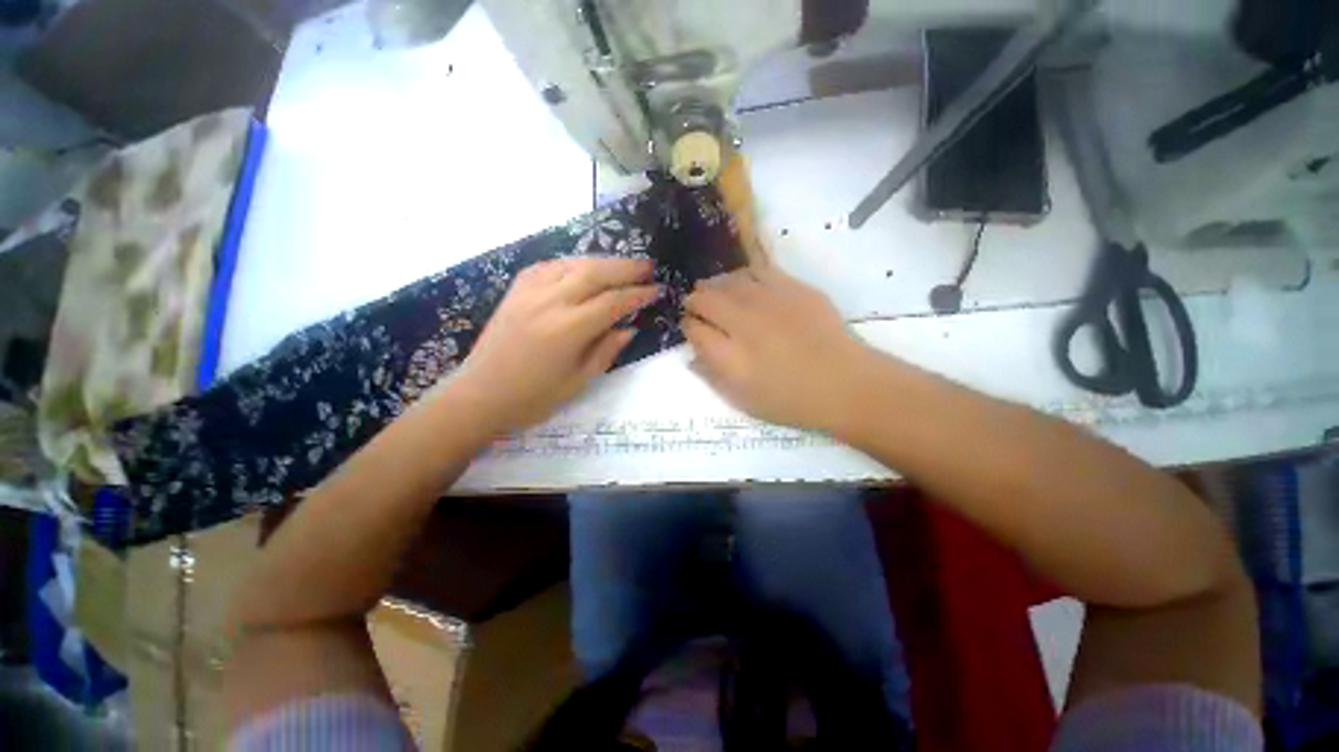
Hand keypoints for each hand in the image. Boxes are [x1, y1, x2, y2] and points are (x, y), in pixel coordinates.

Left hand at [452, 257, 658, 432]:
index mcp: (568, 329)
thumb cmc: (533, 397)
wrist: (480, 395)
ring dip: (602, 262)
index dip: (638, 295)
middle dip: (625, 268)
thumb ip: (606, 350)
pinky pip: (549, 266)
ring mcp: (529, 292)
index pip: (613, 302)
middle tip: (647, 266)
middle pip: (595, 273)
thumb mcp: (579, 381)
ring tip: (622, 265)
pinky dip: (572, 263)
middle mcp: (550, 302)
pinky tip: (582, 268)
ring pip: (573, 264)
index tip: (657, 289)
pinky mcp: (516, 290)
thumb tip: (629, 328)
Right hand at [683, 266, 874, 432]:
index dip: (687, 326)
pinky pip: (758, 271)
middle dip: (694, 301)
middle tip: (697, 306)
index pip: (694, 329)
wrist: (845, 385)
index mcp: (730, 357)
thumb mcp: (744, 401)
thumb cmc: (791, 401)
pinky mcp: (793, 288)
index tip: (690, 327)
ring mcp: (770, 302)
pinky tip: (744, 284)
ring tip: (716, 293)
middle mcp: (745, 324)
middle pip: (705, 300)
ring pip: (728, 281)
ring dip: (715, 286)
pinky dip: (743, 275)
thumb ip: (712, 377)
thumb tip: (691, 356)